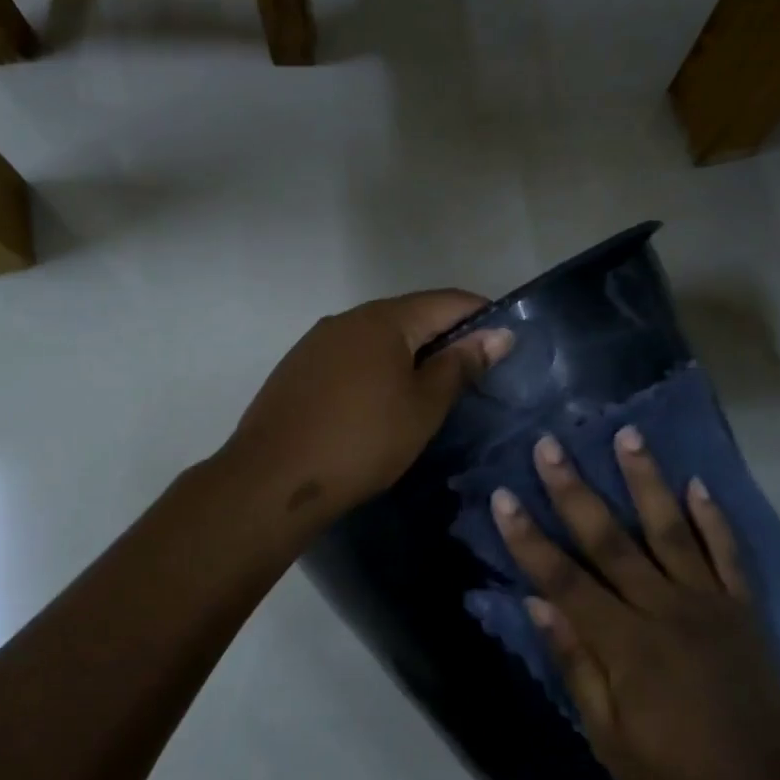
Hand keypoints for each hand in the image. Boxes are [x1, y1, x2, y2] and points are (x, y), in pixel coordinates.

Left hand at [224, 290, 512, 528]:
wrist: (274, 478)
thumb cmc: (362, 442)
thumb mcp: (423, 407)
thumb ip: (459, 366)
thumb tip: (496, 334)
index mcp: (383, 319)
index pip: (446, 301)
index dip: (482, 316)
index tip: (506, 343)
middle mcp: (347, 318)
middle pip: (410, 316)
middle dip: (445, 337)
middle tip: (472, 374)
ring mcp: (316, 342)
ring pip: (377, 337)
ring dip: (408, 354)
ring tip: (429, 390)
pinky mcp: (297, 368)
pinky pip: (350, 357)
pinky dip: (375, 369)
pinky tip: (379, 401)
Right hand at [490, 428, 779, 779]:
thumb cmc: (672, 777)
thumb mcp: (607, 734)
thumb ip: (574, 662)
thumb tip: (535, 603)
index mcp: (625, 645)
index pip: (563, 579)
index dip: (528, 538)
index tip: (503, 496)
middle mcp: (665, 611)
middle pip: (610, 540)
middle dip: (574, 490)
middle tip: (551, 444)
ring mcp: (710, 605)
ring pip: (671, 530)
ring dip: (646, 480)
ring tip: (627, 434)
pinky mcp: (744, 610)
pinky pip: (729, 554)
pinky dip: (714, 517)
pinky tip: (697, 482)